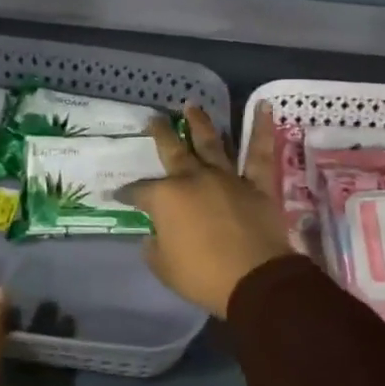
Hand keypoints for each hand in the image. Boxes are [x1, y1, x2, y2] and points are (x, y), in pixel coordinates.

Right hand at [120, 104, 293, 317]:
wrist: (255, 279)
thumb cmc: (203, 275)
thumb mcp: (164, 267)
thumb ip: (155, 248)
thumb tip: (154, 236)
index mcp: (166, 198)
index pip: (139, 191)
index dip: (127, 193)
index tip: (118, 195)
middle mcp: (194, 179)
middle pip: (173, 151)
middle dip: (161, 134)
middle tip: (154, 118)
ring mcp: (227, 178)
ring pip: (211, 143)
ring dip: (200, 123)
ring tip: (192, 106)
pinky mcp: (257, 184)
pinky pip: (260, 153)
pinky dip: (263, 129)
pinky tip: (266, 107)